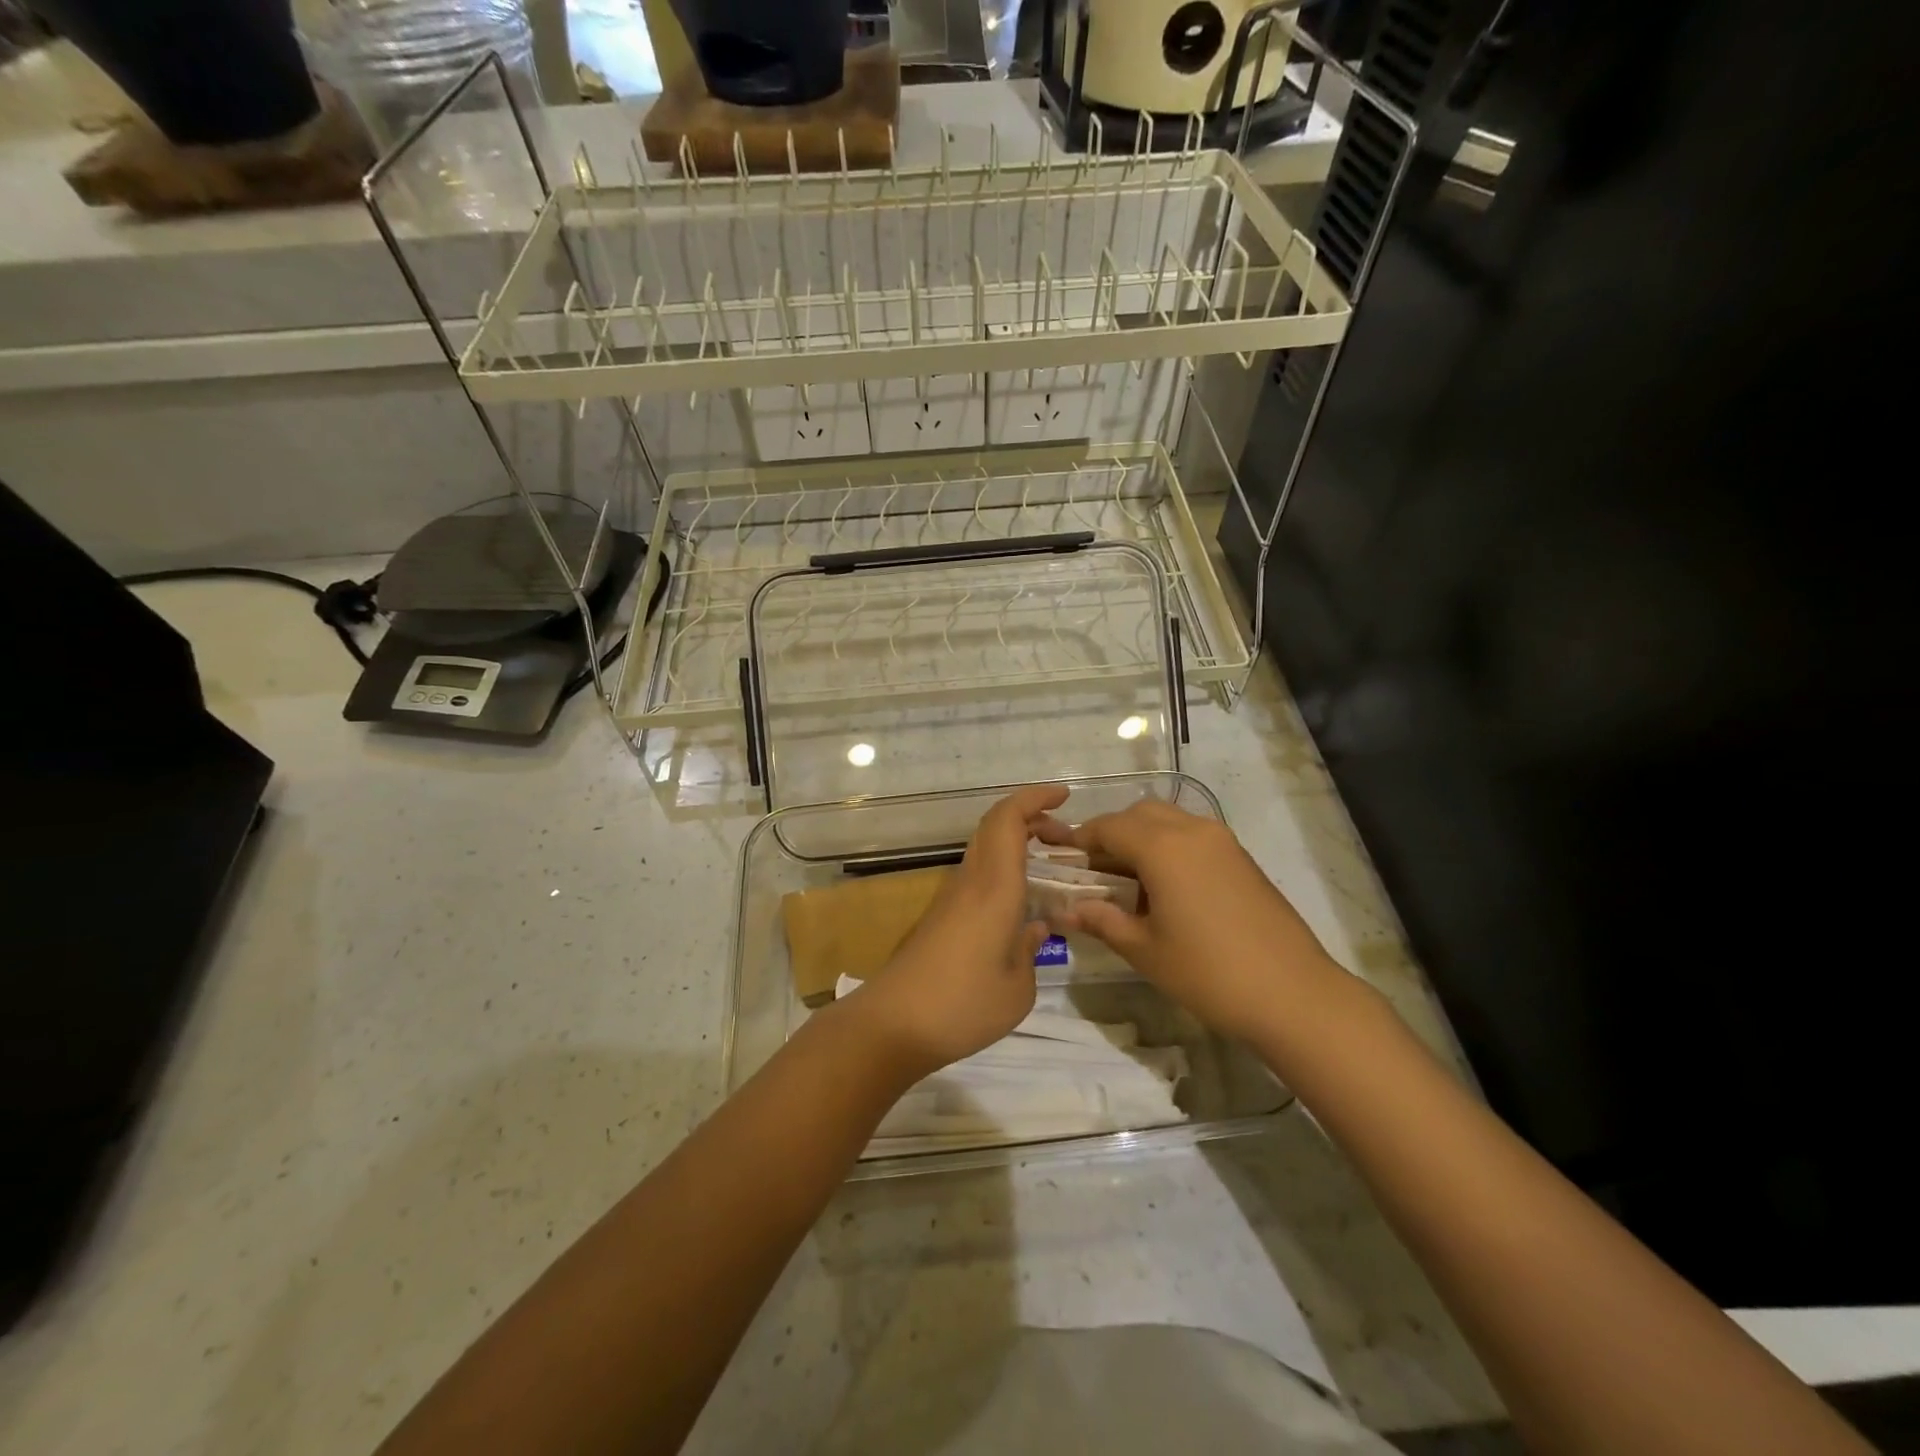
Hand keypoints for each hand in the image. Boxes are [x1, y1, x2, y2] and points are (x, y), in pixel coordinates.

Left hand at [846, 785, 1062, 1077]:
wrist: (893, 1025)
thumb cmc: (962, 1005)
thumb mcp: (1018, 988)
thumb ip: (1031, 950)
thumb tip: (1035, 927)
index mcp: (993, 887)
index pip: (1008, 820)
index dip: (1035, 798)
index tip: (1064, 796)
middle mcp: (970, 881)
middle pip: (995, 826)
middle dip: (1032, 819)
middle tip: (1067, 840)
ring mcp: (951, 898)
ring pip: (986, 849)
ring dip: (1018, 844)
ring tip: (1052, 867)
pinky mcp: (941, 917)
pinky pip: (979, 875)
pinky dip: (1005, 870)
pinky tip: (1022, 902)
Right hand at [1037, 799, 1337, 1042]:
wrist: (1294, 994)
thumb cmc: (1208, 973)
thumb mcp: (1144, 950)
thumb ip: (1102, 920)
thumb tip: (1065, 910)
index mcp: (1163, 847)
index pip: (1108, 827)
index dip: (1080, 840)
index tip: (1061, 859)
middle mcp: (1192, 831)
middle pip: (1139, 814)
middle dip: (1111, 834)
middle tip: (1094, 872)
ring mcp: (1222, 841)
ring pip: (1169, 821)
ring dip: (1142, 838)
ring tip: (1129, 882)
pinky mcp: (1241, 857)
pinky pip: (1193, 836)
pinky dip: (1169, 847)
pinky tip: (1166, 889)